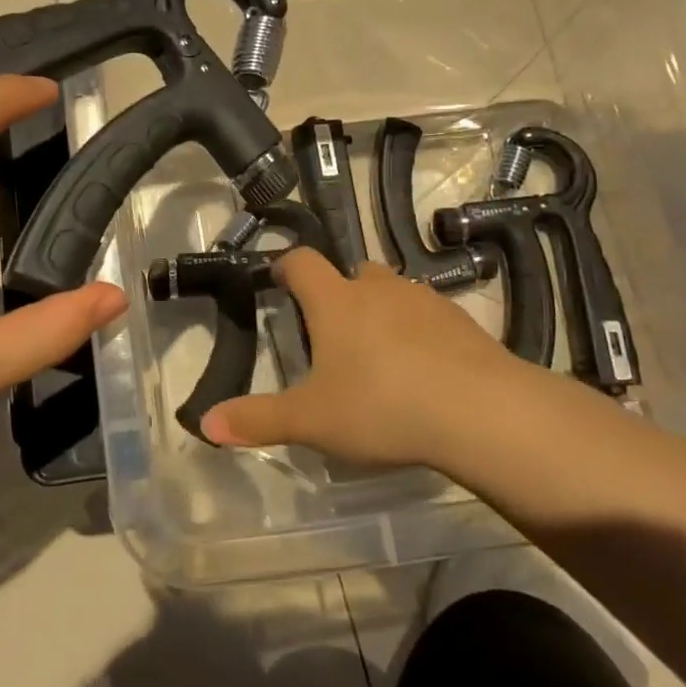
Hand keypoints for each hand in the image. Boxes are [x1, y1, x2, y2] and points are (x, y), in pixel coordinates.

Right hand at [201, 248, 555, 469]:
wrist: (481, 412)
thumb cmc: (382, 407)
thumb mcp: (311, 421)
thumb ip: (256, 419)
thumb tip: (204, 424)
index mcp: (336, 301)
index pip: (301, 262)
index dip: (286, 267)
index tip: (278, 281)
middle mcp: (377, 288)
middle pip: (349, 272)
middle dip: (336, 293)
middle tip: (329, 334)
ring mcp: (423, 300)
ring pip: (391, 291)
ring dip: (379, 310)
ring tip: (377, 354)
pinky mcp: (461, 320)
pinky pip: (427, 314)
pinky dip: (417, 330)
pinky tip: (422, 369)